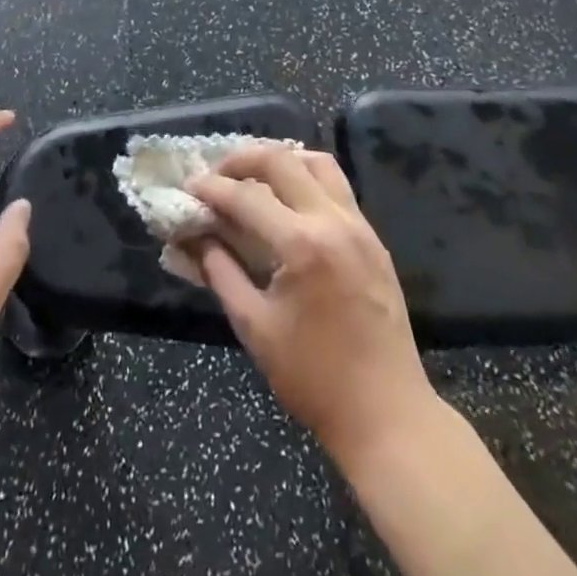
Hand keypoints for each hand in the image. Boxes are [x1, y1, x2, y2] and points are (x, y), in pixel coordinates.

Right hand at [188, 145, 435, 466]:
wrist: (387, 415)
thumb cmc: (314, 378)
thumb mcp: (254, 327)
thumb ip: (220, 272)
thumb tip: (194, 238)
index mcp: (302, 245)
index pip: (246, 197)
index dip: (212, 188)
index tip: (188, 186)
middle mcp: (334, 222)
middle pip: (282, 161)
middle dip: (242, 160)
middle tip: (216, 175)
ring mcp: (360, 227)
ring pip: (317, 163)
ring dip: (280, 160)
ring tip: (253, 178)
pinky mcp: (373, 239)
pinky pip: (336, 187)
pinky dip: (306, 179)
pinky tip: (287, 201)